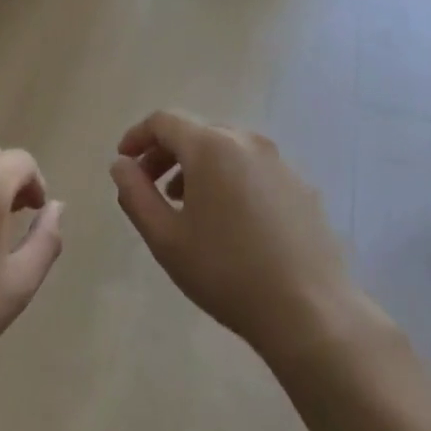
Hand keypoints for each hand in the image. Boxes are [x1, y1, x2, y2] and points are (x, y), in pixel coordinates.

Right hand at [109, 111, 367, 362]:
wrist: (308, 309)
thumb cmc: (225, 271)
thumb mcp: (165, 237)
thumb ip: (135, 193)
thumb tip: (122, 164)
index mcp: (211, 146)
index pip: (164, 121)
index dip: (137, 136)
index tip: (123, 161)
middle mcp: (248, 142)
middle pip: (196, 132)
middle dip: (165, 153)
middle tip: (147, 186)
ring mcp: (280, 162)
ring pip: (226, 149)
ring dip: (196, 167)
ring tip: (183, 204)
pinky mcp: (300, 186)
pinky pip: (252, 169)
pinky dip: (228, 179)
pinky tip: (226, 219)